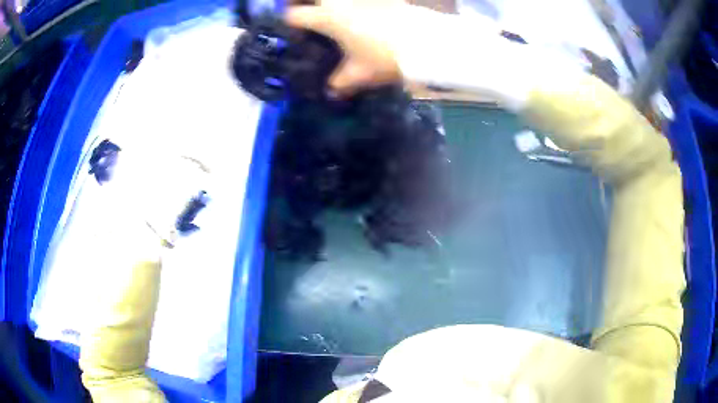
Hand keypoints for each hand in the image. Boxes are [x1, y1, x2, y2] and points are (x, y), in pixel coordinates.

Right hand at [285, 0, 405, 96]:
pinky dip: (356, 5)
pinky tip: (360, 11)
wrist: (422, 42)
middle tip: (304, 9)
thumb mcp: (359, 74)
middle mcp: (339, 1)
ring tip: (330, 10)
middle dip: (301, 2)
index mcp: (327, 18)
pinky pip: (362, 0)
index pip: (295, 16)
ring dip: (329, 3)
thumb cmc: (384, 57)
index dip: (289, 21)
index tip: (292, 28)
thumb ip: (339, 82)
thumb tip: (330, 91)